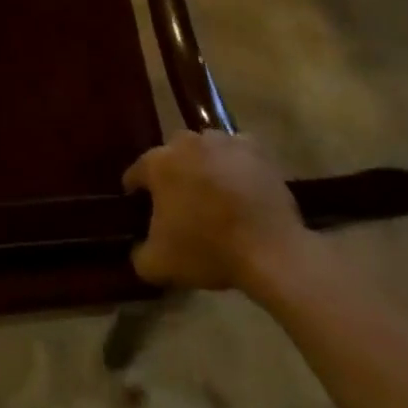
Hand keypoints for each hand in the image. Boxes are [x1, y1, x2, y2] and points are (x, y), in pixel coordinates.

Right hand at [122, 129, 321, 300]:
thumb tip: (138, 248)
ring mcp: (223, 142)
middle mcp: (186, 143)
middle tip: (180, 201)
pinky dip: (235, 163)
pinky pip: (236, 151)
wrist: (271, 251)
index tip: (141, 207)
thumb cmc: (208, 250)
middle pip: (171, 155)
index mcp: (158, 164)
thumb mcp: (158, 265)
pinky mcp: (255, 149)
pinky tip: (240, 185)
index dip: (136, 191)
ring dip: (203, 165)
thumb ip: (138, 254)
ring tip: (213, 194)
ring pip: (204, 149)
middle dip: (172, 173)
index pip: (136, 173)